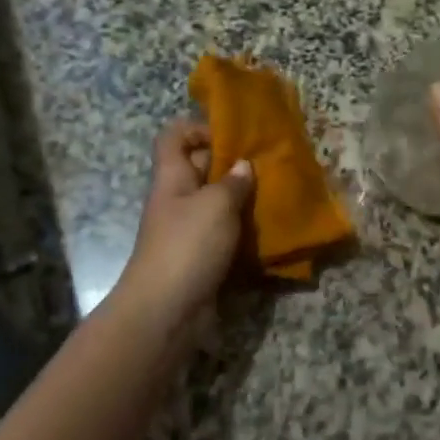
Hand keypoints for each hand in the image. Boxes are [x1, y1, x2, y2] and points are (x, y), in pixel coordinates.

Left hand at [118, 121, 253, 326]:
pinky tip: (267, 232)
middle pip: (200, 168)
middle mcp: (176, 198)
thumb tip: (243, 166)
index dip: (198, 128)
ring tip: (274, 196)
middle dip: (231, 165)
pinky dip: (241, 231)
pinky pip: (221, 234)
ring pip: (214, 203)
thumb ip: (233, 182)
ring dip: (241, 200)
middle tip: (267, 166)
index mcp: (172, 176)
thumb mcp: (216, 205)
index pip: (174, 136)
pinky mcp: (199, 257)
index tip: (231, 137)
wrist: (165, 311)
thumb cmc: (188, 245)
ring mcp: (186, 230)